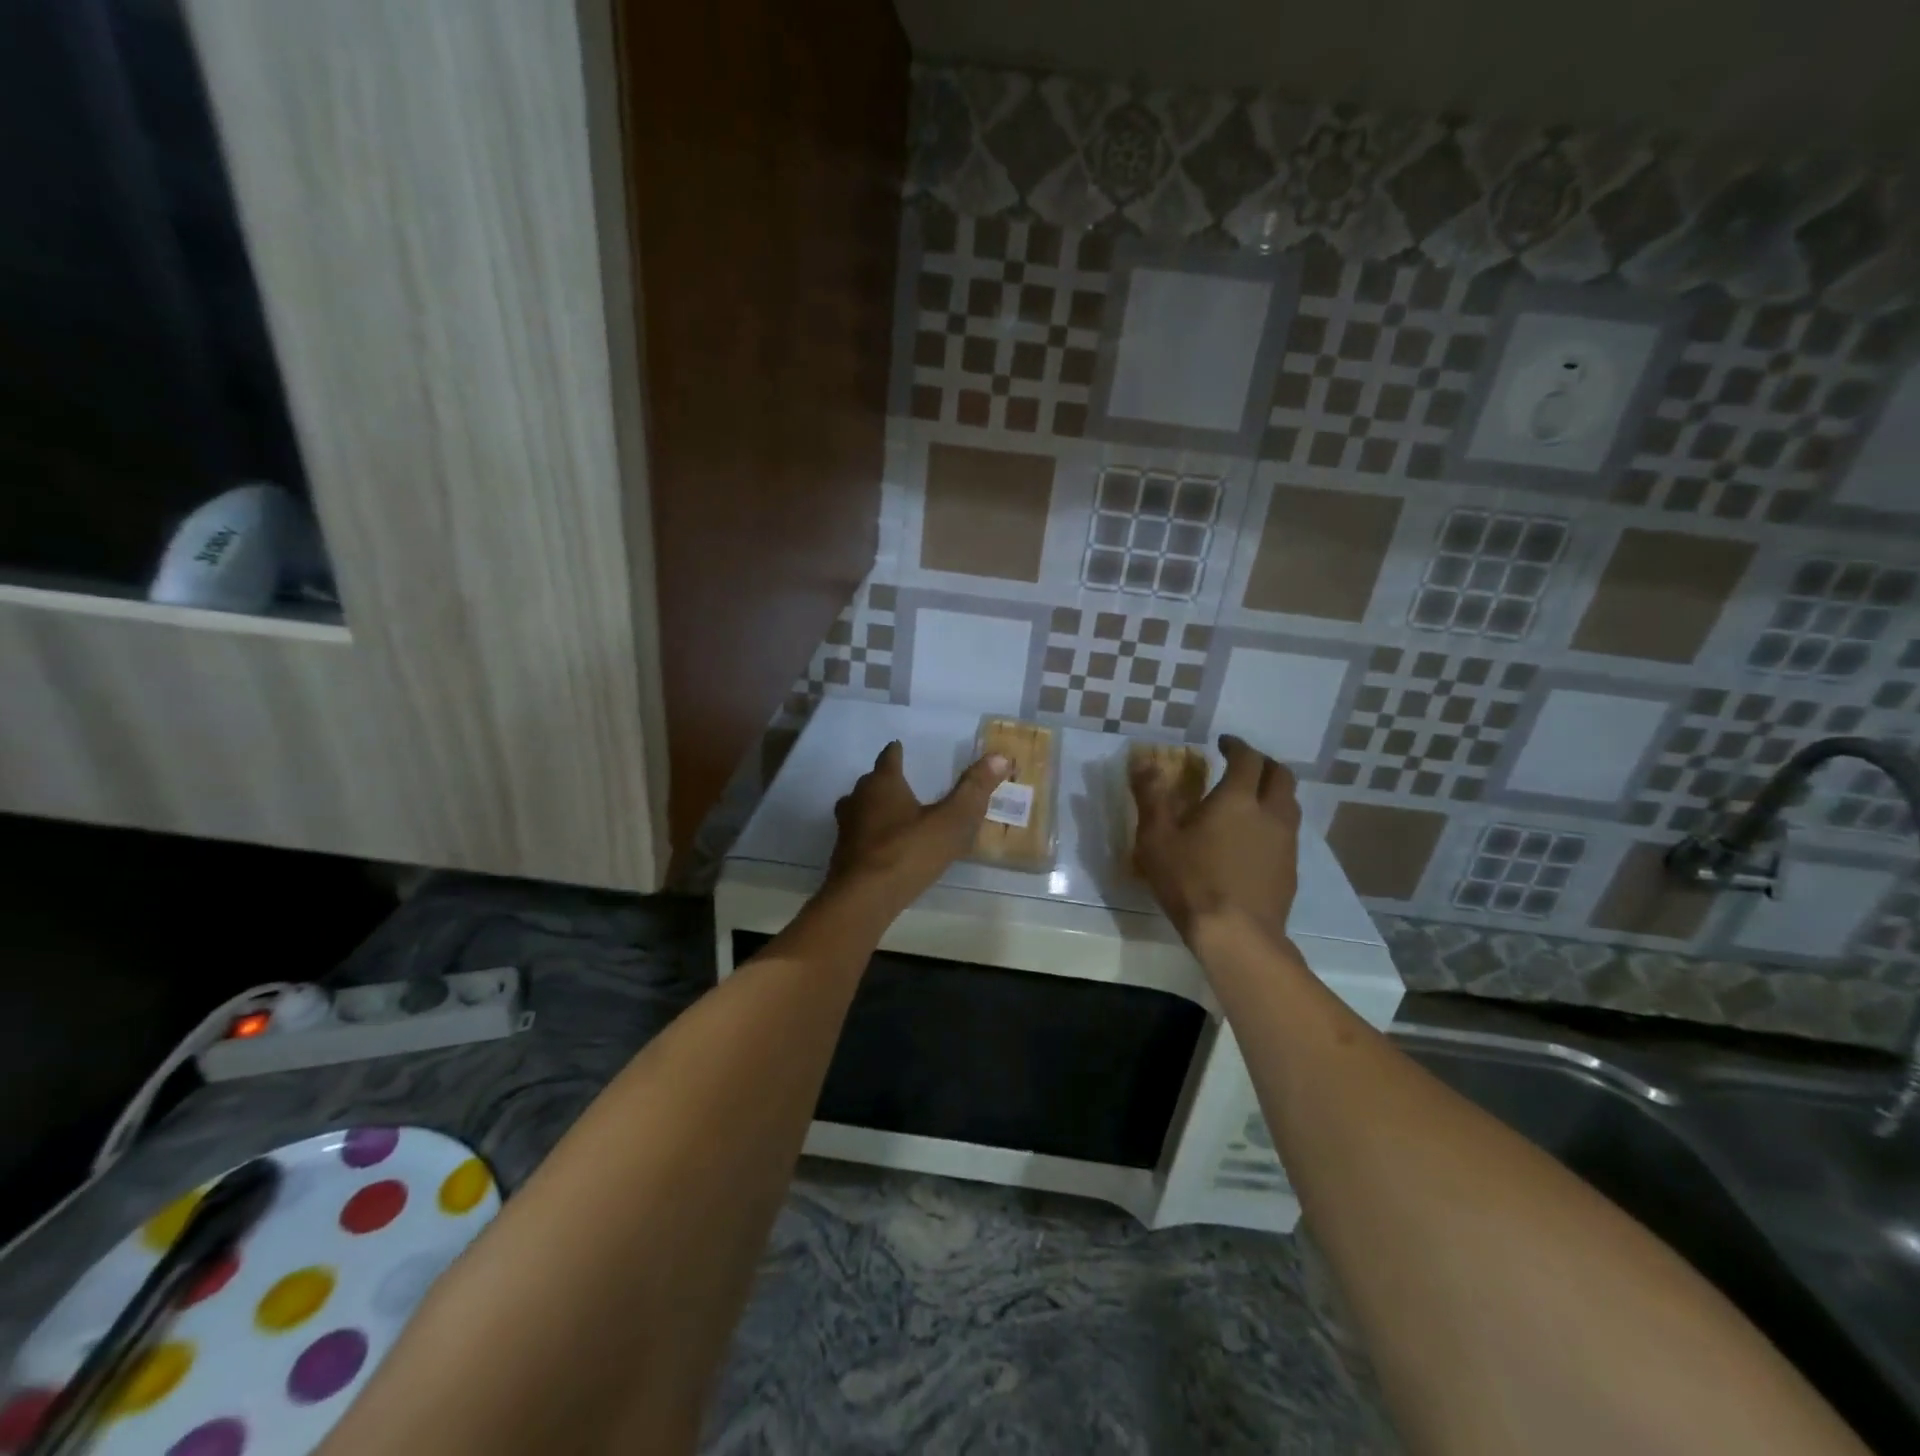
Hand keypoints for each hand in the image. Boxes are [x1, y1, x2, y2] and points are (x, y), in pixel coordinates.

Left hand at [828, 742, 1010, 910]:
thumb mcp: (951, 822)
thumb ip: (974, 790)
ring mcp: (846, 828)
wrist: (862, 899)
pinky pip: (858, 835)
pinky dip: (869, 835)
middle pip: (871, 782)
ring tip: (893, 816)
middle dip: (885, 781)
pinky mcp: (842, 855)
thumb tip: (1001, 756)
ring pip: (859, 808)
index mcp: (883, 784)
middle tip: (903, 785)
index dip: (896, 752)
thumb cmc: (908, 852)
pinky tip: (883, 848)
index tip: (899, 748)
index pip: (888, 757)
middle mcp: (858, 799)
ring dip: (873, 808)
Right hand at [1131, 735, 1299, 945]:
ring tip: (1253, 800)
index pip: (1247, 758)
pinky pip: (1289, 833)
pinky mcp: (1291, 870)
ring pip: (1290, 804)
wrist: (1237, 936)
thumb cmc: (1191, 881)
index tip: (1223, 743)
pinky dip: (1275, 823)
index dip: (1237, 746)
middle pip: (1280, 776)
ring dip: (1274, 793)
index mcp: (1237, 799)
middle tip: (1243, 766)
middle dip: (1263, 764)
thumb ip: (1151, 797)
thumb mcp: (1156, 838)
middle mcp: (1270, 813)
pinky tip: (1256, 841)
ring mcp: (1286, 843)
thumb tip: (1144, 762)